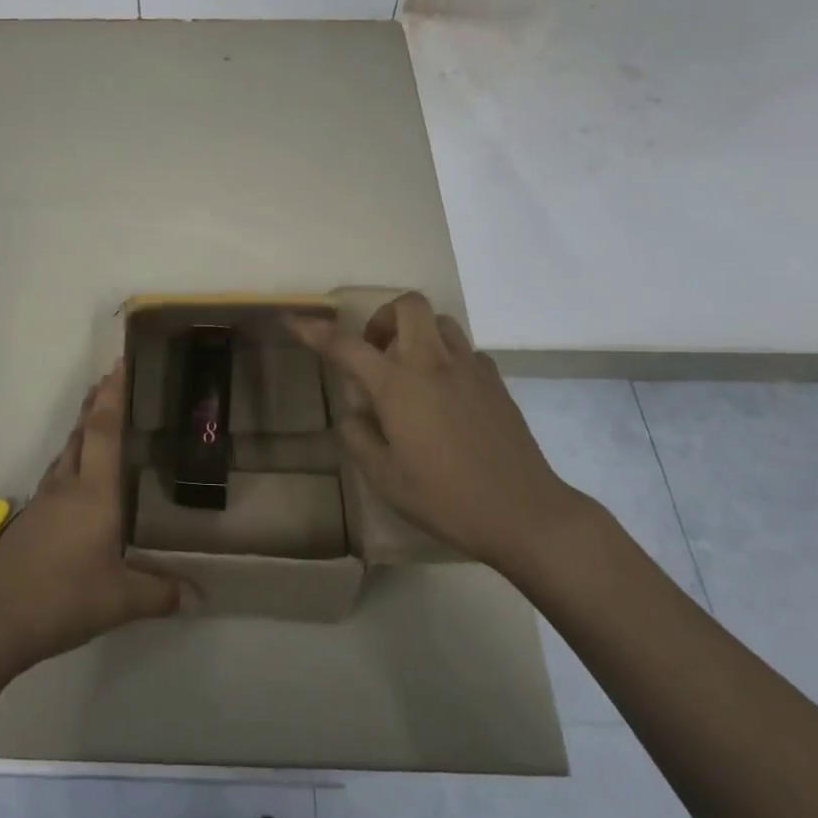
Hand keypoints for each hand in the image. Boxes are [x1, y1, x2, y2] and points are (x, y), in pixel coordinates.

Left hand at [0, 364, 178, 681]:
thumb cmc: (60, 599)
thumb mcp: (119, 601)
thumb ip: (160, 593)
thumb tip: (200, 595)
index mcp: (93, 492)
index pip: (103, 430)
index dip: (113, 395)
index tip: (119, 364)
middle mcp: (67, 486)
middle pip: (82, 432)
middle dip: (97, 402)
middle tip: (114, 379)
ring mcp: (44, 501)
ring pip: (67, 451)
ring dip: (83, 429)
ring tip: (100, 418)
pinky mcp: (30, 520)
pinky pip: (58, 474)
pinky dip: (73, 459)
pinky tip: (79, 478)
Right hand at [288, 293, 583, 575]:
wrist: (525, 513)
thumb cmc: (446, 498)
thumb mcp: (386, 478)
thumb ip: (359, 438)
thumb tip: (353, 414)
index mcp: (398, 384)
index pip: (345, 346)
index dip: (314, 331)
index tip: (293, 321)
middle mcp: (433, 364)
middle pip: (408, 305)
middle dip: (383, 316)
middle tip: (375, 351)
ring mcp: (469, 369)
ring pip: (441, 322)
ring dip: (418, 333)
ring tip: (410, 371)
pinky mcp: (496, 383)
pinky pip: (466, 351)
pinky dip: (447, 359)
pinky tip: (446, 395)